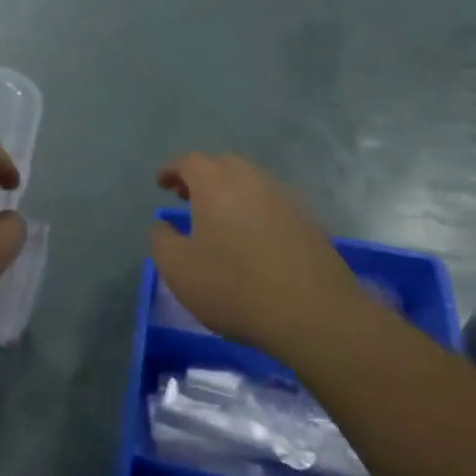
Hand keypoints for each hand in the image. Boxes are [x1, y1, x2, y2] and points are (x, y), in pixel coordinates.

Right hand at [152, 153, 363, 348]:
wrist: (313, 314)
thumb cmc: (234, 287)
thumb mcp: (178, 270)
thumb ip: (162, 241)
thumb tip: (163, 225)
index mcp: (215, 184)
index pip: (188, 161)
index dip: (171, 169)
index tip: (161, 182)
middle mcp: (251, 180)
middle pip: (222, 164)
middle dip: (201, 175)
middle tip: (187, 196)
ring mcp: (284, 199)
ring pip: (250, 181)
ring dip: (229, 191)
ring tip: (218, 217)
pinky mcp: (307, 221)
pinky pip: (271, 203)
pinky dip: (254, 209)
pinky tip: (250, 237)